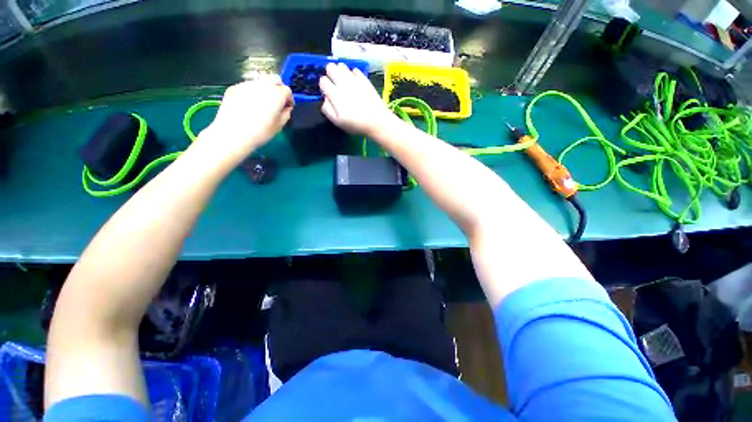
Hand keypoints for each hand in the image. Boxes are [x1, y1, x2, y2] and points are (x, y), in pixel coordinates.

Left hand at [200, 75, 292, 157]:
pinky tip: (248, 106)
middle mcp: (262, 85)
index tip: (287, 108)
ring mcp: (247, 84)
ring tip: (261, 105)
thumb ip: (286, 113)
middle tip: (276, 102)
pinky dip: (252, 93)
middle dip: (278, 88)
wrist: (233, 133)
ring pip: (260, 82)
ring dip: (265, 90)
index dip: (289, 99)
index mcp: (276, 94)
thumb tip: (286, 108)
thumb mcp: (279, 126)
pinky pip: (248, 87)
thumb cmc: (260, 132)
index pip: (287, 90)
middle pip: (275, 79)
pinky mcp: (234, 87)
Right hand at [319, 63, 394, 135]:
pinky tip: (355, 83)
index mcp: (335, 94)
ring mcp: (354, 79)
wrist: (376, 121)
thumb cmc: (356, 124)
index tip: (329, 93)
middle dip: (330, 74)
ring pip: (342, 66)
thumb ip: (327, 109)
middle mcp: (343, 83)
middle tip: (335, 84)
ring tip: (344, 83)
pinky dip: (353, 75)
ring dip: (340, 72)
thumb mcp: (338, 122)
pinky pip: (355, 70)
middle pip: (330, 67)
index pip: (323, 81)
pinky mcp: (364, 79)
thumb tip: (325, 98)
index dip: (324, 86)